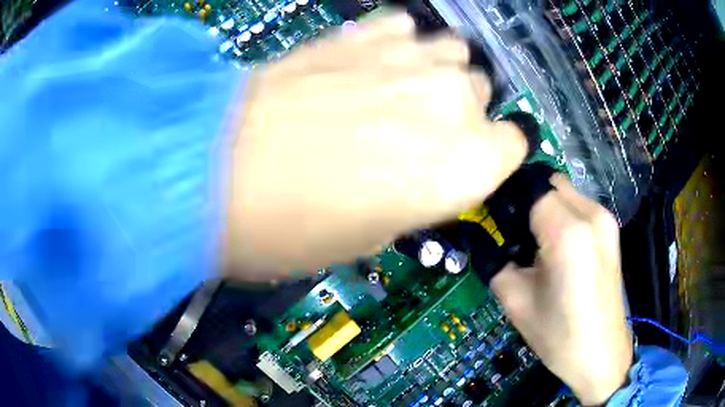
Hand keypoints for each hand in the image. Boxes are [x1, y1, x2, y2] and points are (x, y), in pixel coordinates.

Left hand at [225, 11, 526, 276]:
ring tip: (398, 89)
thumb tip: (427, 170)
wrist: (216, 172)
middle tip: (416, 129)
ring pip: (454, 53)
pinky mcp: (364, 32)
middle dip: (460, 111)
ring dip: (435, 72)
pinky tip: (371, 62)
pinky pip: (407, 28)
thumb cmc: (294, 227)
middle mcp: (453, 103)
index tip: (467, 159)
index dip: (491, 154)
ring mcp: (410, 58)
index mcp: (465, 167)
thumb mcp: (373, 235)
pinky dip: (399, 44)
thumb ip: (419, 193)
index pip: (514, 145)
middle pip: (482, 93)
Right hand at [491, 175, 632, 404]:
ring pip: (564, 191)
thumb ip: (495, 260)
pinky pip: (579, 205)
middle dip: (528, 200)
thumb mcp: (514, 301)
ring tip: (536, 242)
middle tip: (514, 232)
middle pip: (549, 184)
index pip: (529, 191)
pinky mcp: (611, 228)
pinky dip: (563, 214)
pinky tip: (559, 247)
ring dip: (546, 206)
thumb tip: (488, 237)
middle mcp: (591, 215)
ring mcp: (605, 219)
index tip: (495, 220)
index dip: (508, 201)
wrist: (600, 353)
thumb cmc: (557, 334)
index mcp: (567, 233)